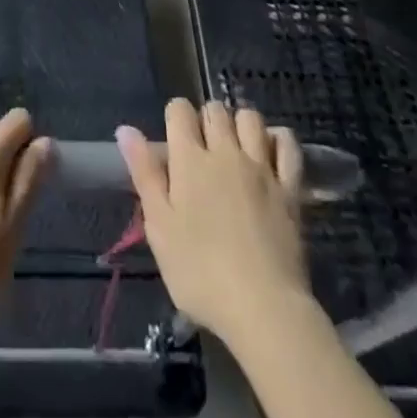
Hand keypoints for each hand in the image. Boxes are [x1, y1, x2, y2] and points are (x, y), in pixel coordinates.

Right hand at [118, 99, 314, 348]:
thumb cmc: (201, 272)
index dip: (175, 117)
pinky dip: (279, 139)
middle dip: (206, 118)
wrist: (264, 309)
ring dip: (240, 123)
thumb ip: (144, 174)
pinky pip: (287, 144)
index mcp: (189, 159)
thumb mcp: (159, 227)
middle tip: (203, 149)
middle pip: (215, 109)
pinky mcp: (290, 187)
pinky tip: (270, 153)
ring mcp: (261, 167)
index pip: (180, 110)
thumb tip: (126, 129)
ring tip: (236, 147)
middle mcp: (225, 151)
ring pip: (250, 117)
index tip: (174, 140)